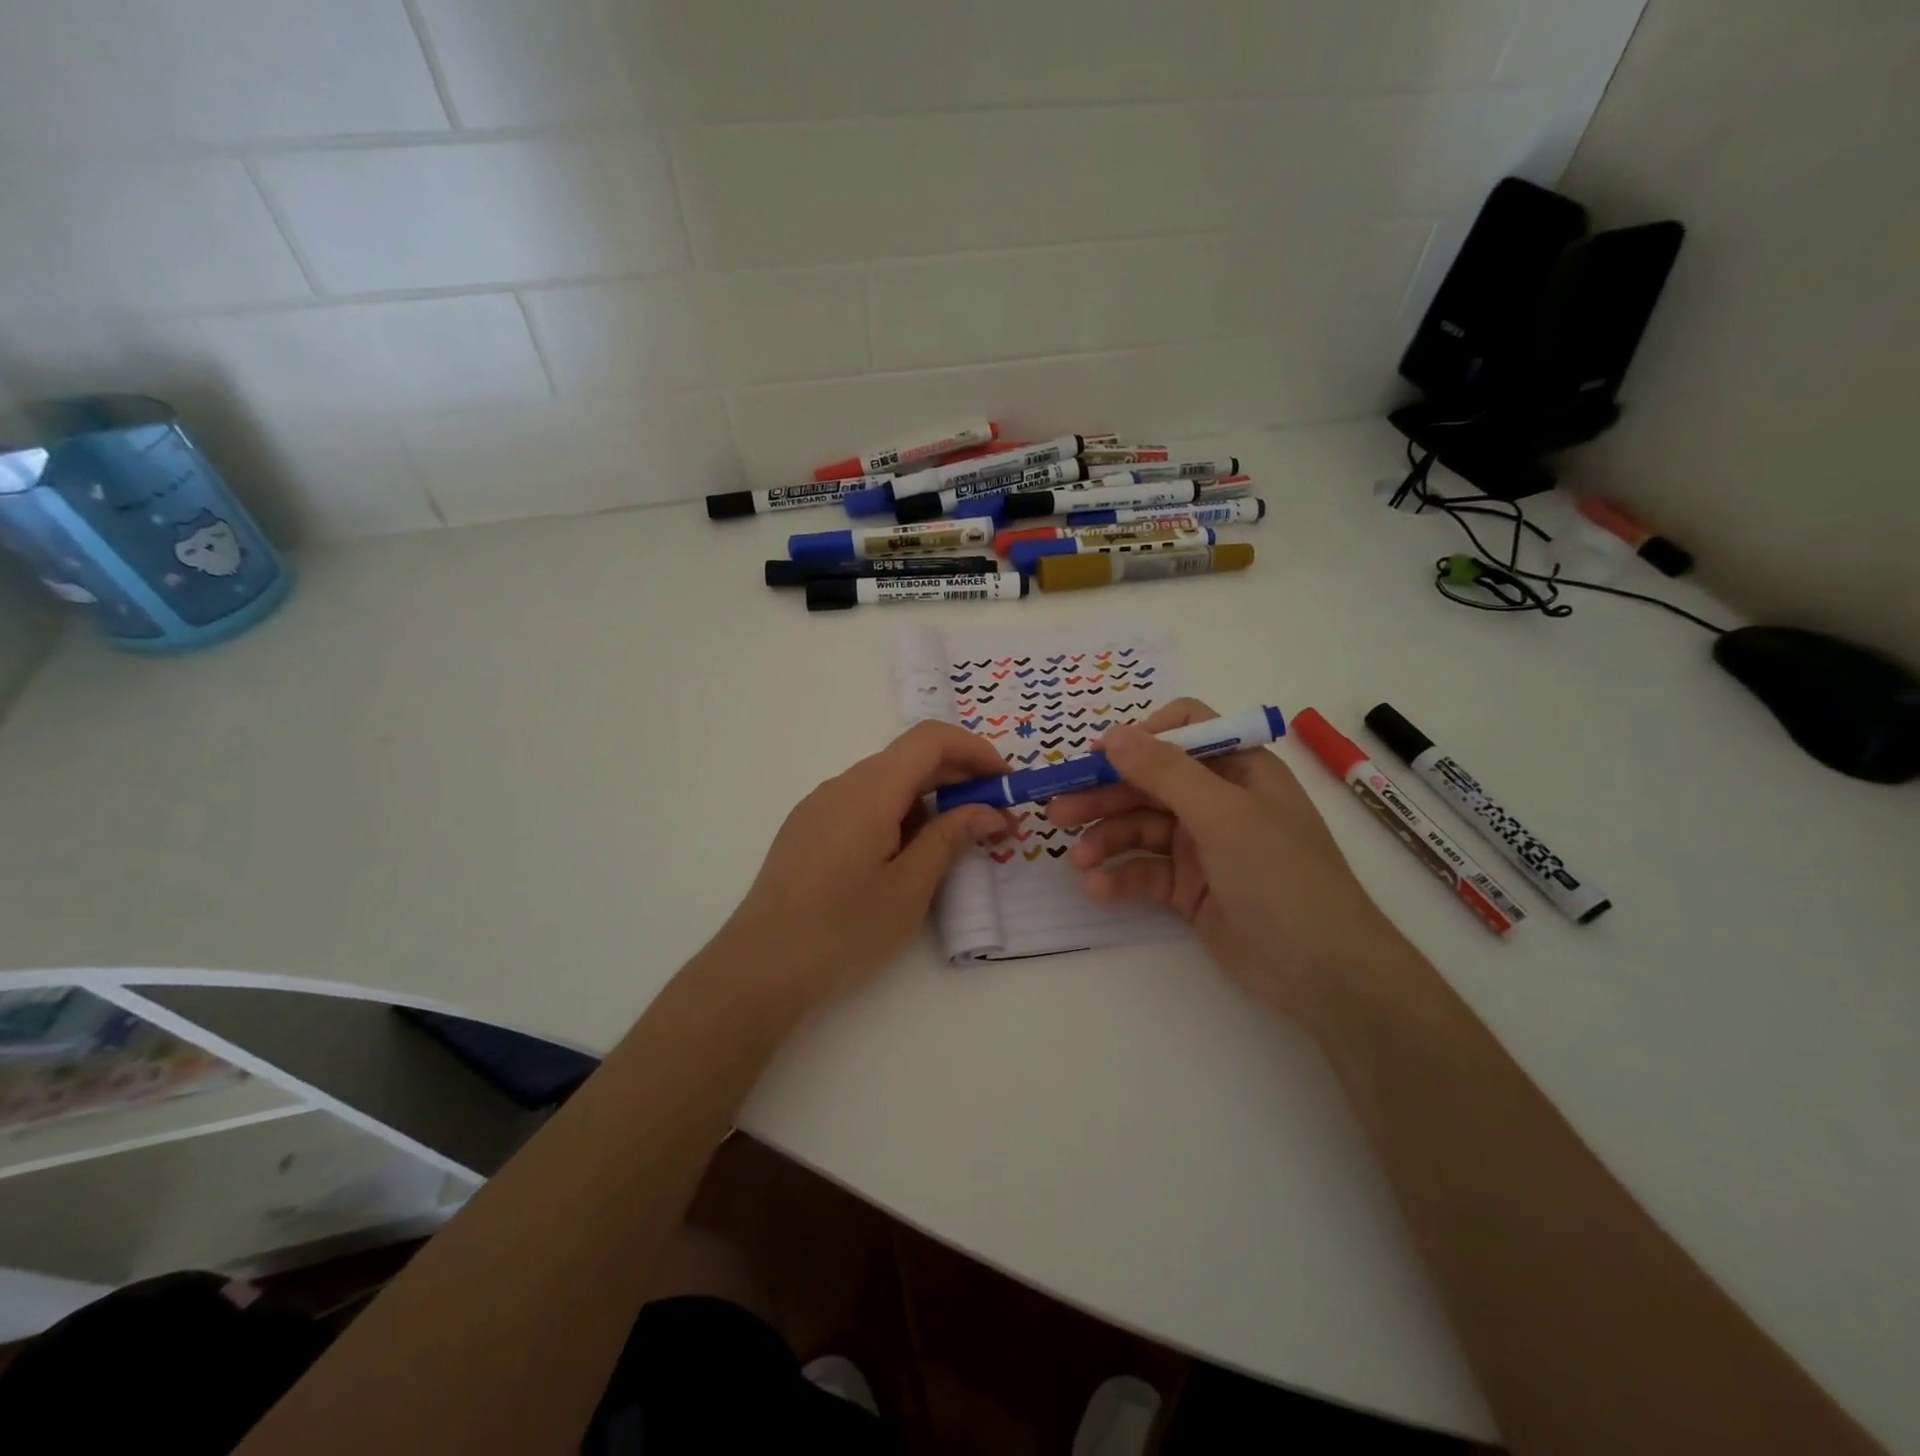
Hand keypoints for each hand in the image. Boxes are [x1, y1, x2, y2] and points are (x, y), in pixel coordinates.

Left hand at [713, 721, 1010, 1015]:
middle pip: (908, 759)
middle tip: (994, 819)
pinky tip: (907, 856)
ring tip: (954, 844)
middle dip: (957, 779)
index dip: (974, 751)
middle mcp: (841, 785)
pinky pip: (862, 804)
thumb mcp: (909, 887)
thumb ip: (951, 838)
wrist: (760, 968)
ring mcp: (819, 806)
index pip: (930, 740)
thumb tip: (989, 812)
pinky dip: (898, 815)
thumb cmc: (843, 928)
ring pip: (885, 783)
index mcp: (869, 789)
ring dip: (928, 800)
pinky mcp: (807, 830)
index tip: (1005, 783)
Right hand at [1048, 699, 1412, 1023]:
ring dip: (1105, 839)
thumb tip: (1113, 734)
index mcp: (1238, 769)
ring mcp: (1202, 846)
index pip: (1183, 731)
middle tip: (1058, 812)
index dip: (1139, 739)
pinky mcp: (1189, 888)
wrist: (1323, 972)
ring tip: (1077, 860)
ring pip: (1139, 828)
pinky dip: (1120, 877)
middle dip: (1104, 795)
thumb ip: (1165, 772)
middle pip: (1149, 783)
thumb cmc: (1281, 876)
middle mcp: (1218, 801)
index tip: (1096, 757)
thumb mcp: (1223, 815)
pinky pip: (1145, 871)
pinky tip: (1097, 888)